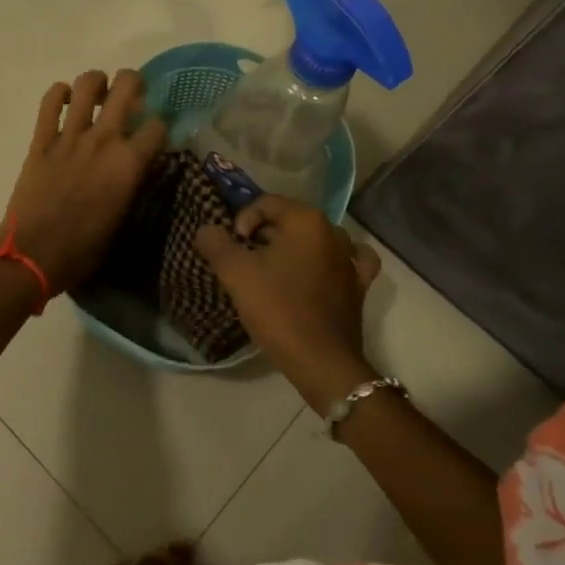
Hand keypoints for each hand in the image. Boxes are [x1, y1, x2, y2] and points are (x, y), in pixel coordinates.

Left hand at [0, 70, 168, 291]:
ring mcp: (70, 136)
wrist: (33, 255)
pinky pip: (49, 103)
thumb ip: (131, 186)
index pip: (157, 126)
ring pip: (87, 84)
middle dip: (134, 82)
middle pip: (127, 87)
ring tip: (98, 92)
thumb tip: (134, 170)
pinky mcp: (41, 140)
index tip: (154, 134)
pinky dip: (58, 94)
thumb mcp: (123, 220)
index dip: (159, 127)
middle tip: (132, 95)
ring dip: (97, 81)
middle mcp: (104, 140)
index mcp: (129, 163)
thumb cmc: (83, 250)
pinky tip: (64, 100)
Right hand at [195, 196, 382, 413]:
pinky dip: (330, 261)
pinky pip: (345, 261)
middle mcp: (333, 231)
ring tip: (273, 272)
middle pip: (288, 221)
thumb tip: (206, 229)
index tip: (233, 249)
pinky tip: (321, 269)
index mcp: (306, 220)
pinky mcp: (359, 285)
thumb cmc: (278, 309)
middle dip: (263, 236)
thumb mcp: (236, 273)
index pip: (265, 203)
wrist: (321, 361)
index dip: (242, 221)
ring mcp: (350, 259)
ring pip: (314, 240)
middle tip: (245, 263)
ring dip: (292, 249)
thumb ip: (216, 244)